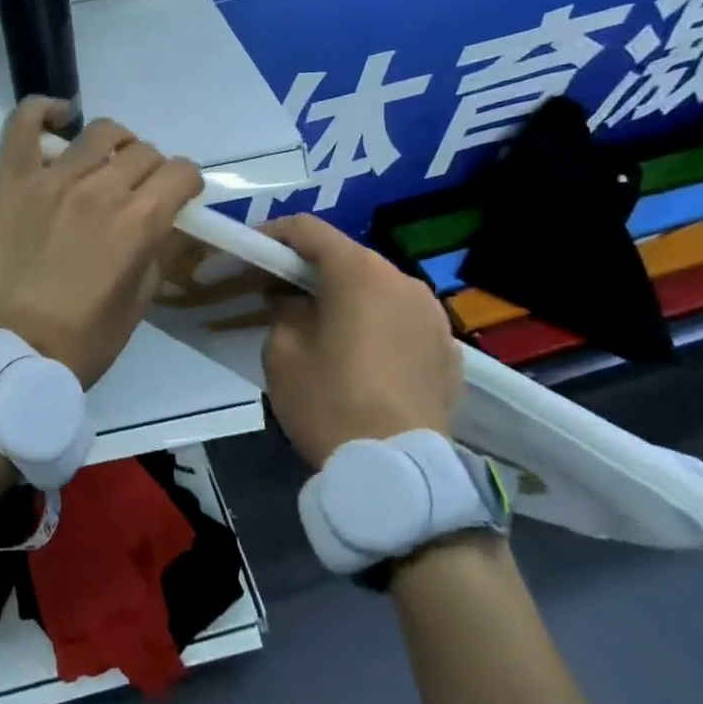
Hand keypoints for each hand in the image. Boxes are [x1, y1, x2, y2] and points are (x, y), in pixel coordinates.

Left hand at [0, 97, 202, 386]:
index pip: (182, 171)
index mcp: (138, 221)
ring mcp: (52, 179)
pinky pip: (23, 125)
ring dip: (115, 144)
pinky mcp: (12, 181)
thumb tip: (161, 219)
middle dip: (153, 170)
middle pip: (144, 151)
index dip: (187, 183)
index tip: (179, 196)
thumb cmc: (85, 339)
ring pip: (100, 132)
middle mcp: (100, 189)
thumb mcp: (140, 299)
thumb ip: (156, 248)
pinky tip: (58, 117)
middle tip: (138, 192)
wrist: (15, 352)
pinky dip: (42, 111)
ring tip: (105, 162)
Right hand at [258, 214, 461, 467]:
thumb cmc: (329, 403)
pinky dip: (379, 323)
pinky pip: (404, 320)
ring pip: (379, 287)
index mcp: (359, 273)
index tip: (252, 252)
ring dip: (348, 295)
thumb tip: (294, 300)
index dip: (274, 234)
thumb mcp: (283, 353)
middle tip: (281, 290)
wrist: (398, 473)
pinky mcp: (449, 349)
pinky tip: (363, 354)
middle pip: (348, 257)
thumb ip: (283, 310)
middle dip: (311, 267)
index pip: (309, 230)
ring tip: (323, 323)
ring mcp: (433, 315)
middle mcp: (402, 281)